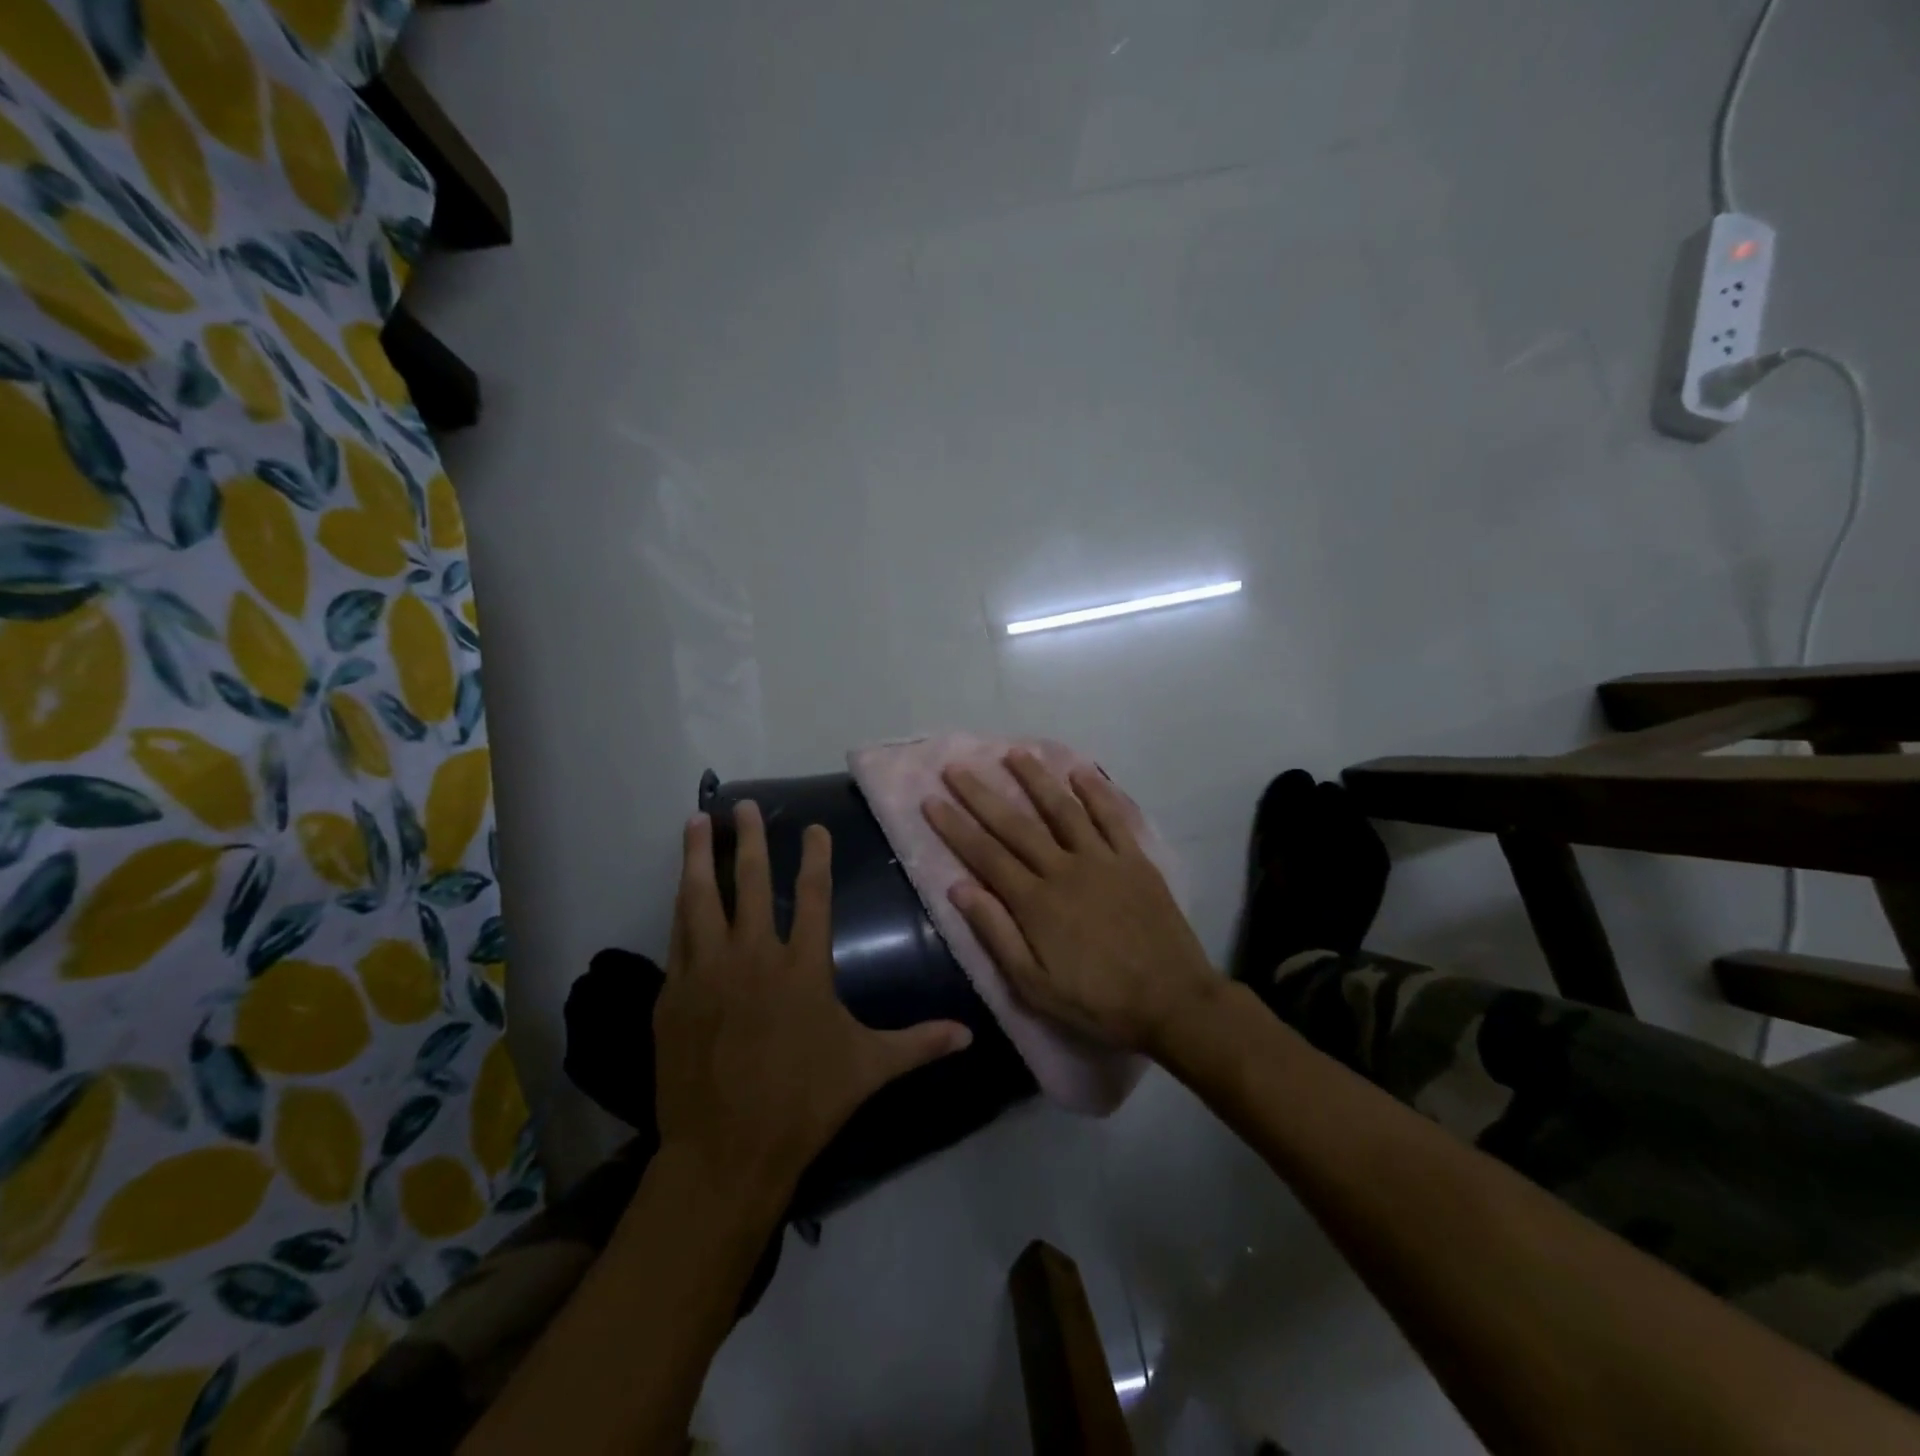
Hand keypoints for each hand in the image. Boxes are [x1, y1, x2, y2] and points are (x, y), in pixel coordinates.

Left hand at [655, 803, 972, 1195]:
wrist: (726, 1151)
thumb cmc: (804, 1102)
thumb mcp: (868, 1068)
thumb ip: (918, 1043)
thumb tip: (970, 1036)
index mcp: (802, 966)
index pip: (812, 895)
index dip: (814, 857)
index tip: (812, 827)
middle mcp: (752, 956)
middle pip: (749, 882)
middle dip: (748, 839)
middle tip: (742, 804)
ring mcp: (706, 972)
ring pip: (701, 899)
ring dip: (699, 857)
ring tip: (696, 821)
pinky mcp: (674, 995)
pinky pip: (677, 937)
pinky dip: (680, 908)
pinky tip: (679, 890)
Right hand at [922, 751, 1218, 1055]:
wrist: (1171, 1002)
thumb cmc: (1097, 1001)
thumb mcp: (1034, 985)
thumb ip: (996, 933)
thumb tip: (959, 888)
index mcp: (1035, 902)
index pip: (985, 855)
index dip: (955, 826)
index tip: (931, 800)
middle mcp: (1064, 869)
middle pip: (1015, 825)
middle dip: (982, 795)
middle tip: (957, 768)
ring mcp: (1102, 860)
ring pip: (1062, 809)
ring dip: (1036, 779)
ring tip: (1013, 753)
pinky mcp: (1134, 860)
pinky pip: (1112, 817)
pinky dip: (1096, 791)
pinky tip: (1080, 770)